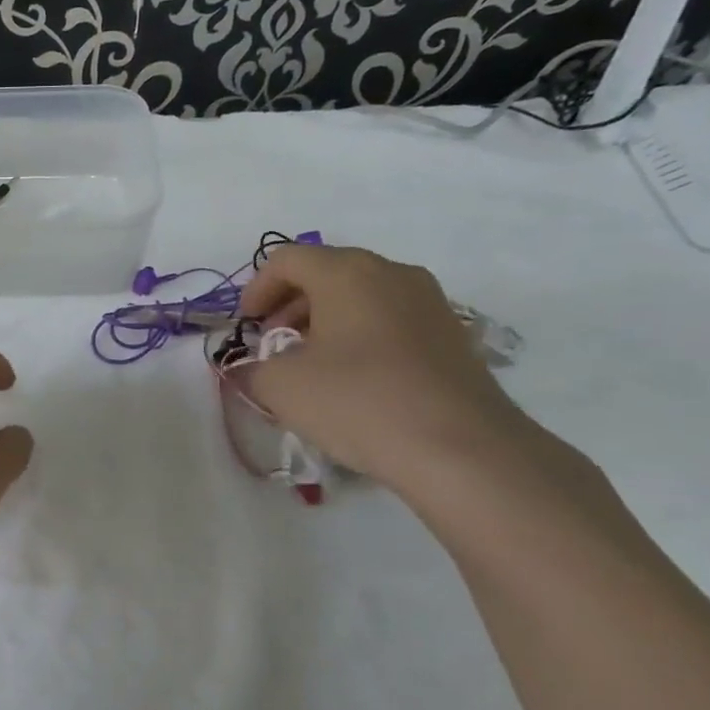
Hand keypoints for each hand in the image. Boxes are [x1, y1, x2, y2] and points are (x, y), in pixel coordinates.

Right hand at [236, 244, 527, 486]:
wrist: (462, 450)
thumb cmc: (358, 401)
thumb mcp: (281, 387)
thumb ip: (251, 369)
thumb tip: (248, 369)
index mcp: (347, 272)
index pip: (287, 259)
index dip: (257, 288)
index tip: (246, 326)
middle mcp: (392, 273)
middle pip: (326, 272)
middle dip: (290, 305)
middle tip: (273, 344)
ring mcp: (429, 302)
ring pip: (361, 296)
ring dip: (325, 321)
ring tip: (311, 365)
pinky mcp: (453, 335)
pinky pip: (391, 320)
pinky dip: (361, 337)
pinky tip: (354, 380)